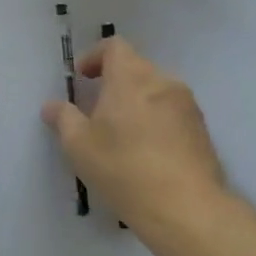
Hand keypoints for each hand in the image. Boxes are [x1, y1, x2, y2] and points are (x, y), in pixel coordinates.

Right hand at [41, 37, 228, 237]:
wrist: (187, 209)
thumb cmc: (123, 168)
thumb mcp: (78, 145)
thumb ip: (63, 118)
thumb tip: (53, 106)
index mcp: (130, 79)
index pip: (115, 47)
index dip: (94, 56)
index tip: (82, 78)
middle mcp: (163, 83)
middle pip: (136, 67)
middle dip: (114, 81)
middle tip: (96, 109)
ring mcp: (187, 108)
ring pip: (156, 91)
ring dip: (136, 102)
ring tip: (120, 133)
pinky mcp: (203, 132)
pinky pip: (172, 113)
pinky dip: (155, 120)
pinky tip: (144, 151)